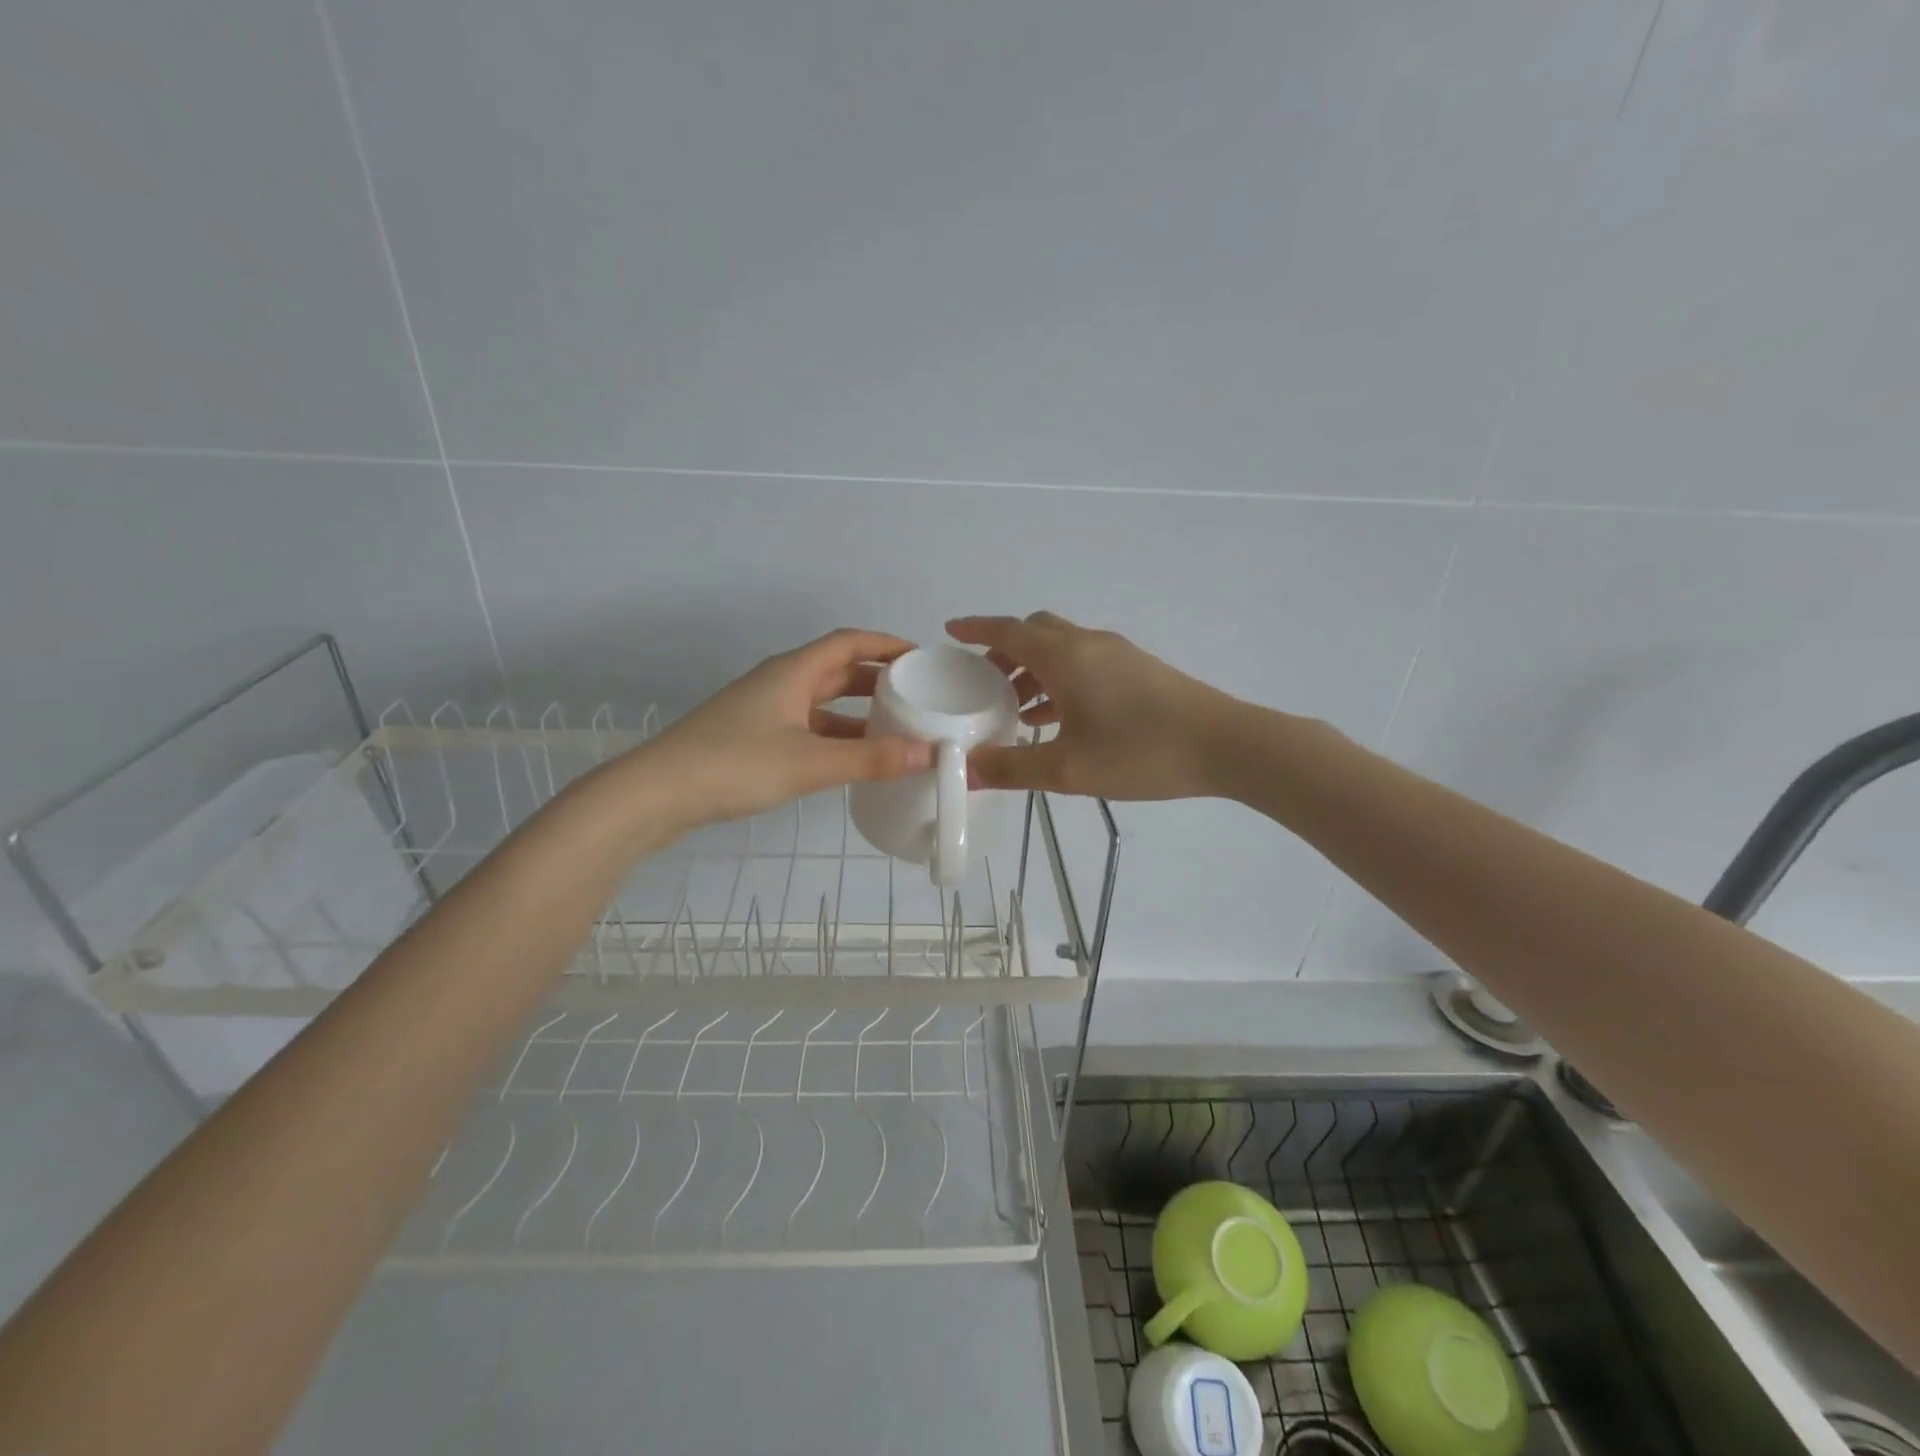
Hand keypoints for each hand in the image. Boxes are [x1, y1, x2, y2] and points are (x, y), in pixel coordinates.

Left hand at [641, 629, 934, 827]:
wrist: (656, 794)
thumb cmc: (735, 765)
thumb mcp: (810, 763)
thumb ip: (871, 759)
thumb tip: (931, 752)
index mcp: (793, 672)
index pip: (849, 642)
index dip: (886, 644)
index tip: (922, 658)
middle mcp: (780, 683)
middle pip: (837, 670)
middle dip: (878, 679)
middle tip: (918, 696)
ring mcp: (764, 711)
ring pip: (822, 702)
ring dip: (857, 712)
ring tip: (896, 729)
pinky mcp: (753, 739)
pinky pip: (807, 727)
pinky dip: (835, 737)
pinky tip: (853, 759)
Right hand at [946, 613, 1240, 799]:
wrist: (1225, 745)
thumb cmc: (1141, 752)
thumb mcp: (1069, 768)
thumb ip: (1012, 768)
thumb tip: (966, 771)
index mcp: (1065, 657)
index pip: (1008, 630)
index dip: (976, 628)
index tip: (951, 631)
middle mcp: (1088, 644)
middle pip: (1035, 632)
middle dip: (1004, 652)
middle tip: (983, 684)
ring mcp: (1117, 654)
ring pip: (1061, 648)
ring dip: (1033, 669)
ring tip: (1015, 710)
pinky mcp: (1138, 669)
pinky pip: (1084, 663)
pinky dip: (1060, 679)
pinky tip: (1058, 718)